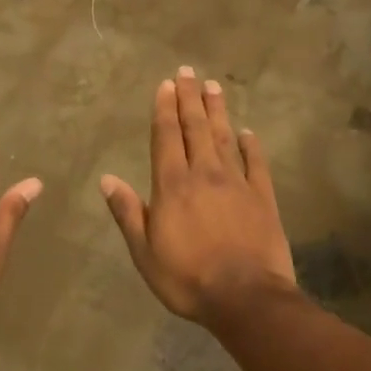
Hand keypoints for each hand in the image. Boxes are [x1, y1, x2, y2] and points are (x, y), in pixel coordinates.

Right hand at [100, 66, 296, 326]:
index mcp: (172, 185)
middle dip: (189, 98)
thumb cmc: (187, 278)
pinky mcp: (263, 198)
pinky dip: (251, 146)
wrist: (246, 299)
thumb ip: (128, 212)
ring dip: (217, 111)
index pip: (167, 137)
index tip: (166, 84)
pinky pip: (256, 164)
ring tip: (213, 86)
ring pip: (224, 138)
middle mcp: (204, 174)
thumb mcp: (145, 251)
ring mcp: (236, 184)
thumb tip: (107, 179)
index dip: (165, 109)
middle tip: (187, 71)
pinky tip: (248, 133)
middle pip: (195, 128)